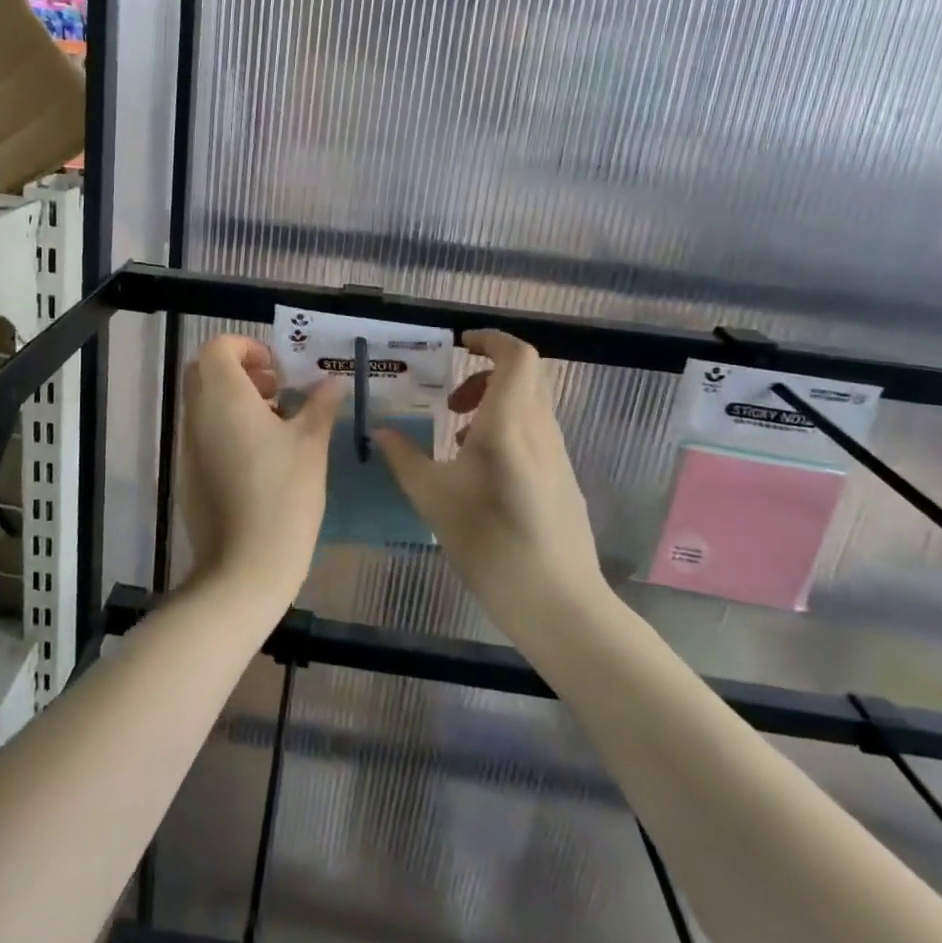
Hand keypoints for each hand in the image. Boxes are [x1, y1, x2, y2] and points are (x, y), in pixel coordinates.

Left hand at [177, 335, 343, 603]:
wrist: (244, 566)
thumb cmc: (283, 495)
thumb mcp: (311, 444)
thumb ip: (320, 405)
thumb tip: (332, 381)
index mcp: (223, 397)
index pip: (217, 348)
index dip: (247, 348)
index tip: (278, 369)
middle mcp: (197, 415)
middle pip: (205, 372)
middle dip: (240, 371)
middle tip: (277, 391)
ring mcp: (188, 446)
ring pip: (203, 403)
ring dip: (235, 400)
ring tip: (277, 424)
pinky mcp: (189, 474)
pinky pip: (203, 433)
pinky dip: (227, 428)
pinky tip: (261, 457)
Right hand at [375, 331, 601, 636]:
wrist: (558, 603)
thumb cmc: (490, 544)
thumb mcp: (433, 499)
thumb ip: (404, 458)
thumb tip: (379, 431)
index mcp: (510, 424)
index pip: (517, 356)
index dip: (490, 339)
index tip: (458, 344)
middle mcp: (540, 429)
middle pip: (525, 375)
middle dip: (485, 372)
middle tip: (450, 397)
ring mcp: (556, 454)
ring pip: (530, 403)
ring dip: (493, 402)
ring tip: (454, 434)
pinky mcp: (561, 477)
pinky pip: (534, 431)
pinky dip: (505, 427)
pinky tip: (477, 468)